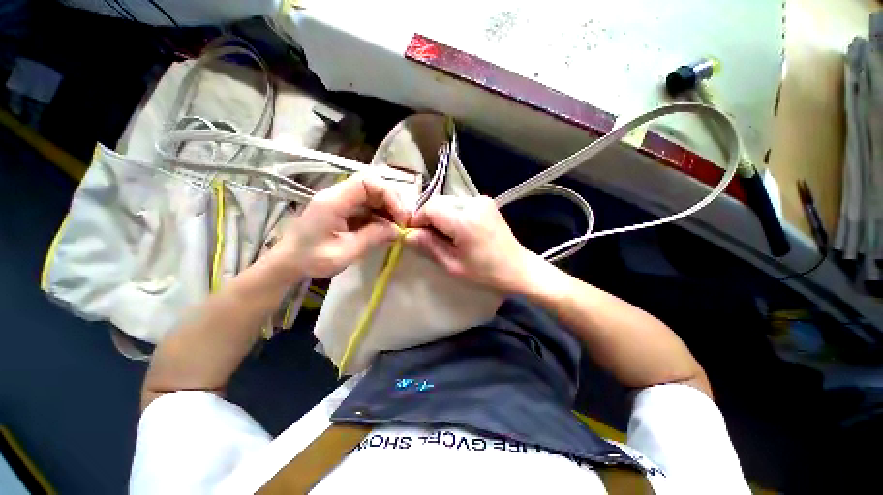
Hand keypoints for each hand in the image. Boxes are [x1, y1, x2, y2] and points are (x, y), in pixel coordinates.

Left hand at [277, 173, 410, 278]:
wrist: (288, 263)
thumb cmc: (311, 259)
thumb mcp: (345, 252)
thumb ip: (372, 238)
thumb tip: (397, 230)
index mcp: (334, 201)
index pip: (367, 182)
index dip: (388, 194)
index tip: (400, 216)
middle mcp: (337, 195)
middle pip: (372, 185)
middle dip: (392, 201)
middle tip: (403, 222)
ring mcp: (341, 202)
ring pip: (372, 195)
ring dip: (388, 209)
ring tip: (397, 227)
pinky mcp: (344, 210)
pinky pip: (367, 206)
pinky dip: (380, 215)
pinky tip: (386, 229)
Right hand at [405, 195, 541, 292]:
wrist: (518, 268)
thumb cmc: (485, 272)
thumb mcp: (453, 265)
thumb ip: (429, 246)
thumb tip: (408, 234)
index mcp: (465, 221)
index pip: (430, 208)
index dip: (417, 220)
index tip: (413, 234)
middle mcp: (473, 203)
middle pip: (438, 202)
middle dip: (428, 217)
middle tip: (428, 237)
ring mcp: (481, 200)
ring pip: (447, 201)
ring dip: (440, 215)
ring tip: (444, 235)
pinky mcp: (485, 201)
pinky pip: (459, 203)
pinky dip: (451, 213)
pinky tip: (457, 230)